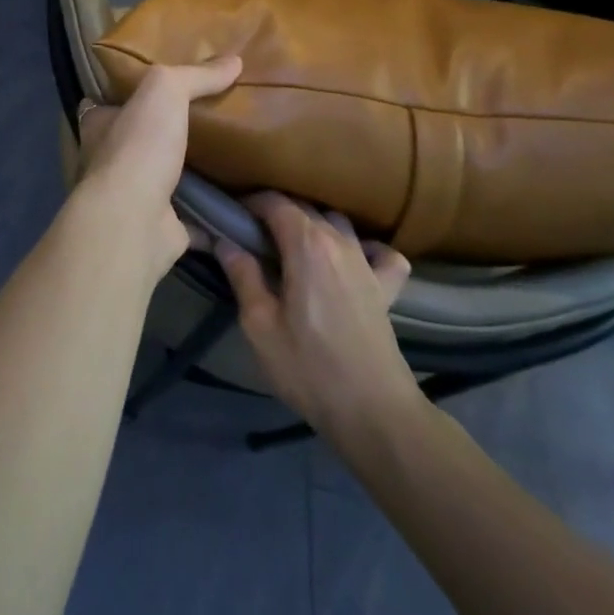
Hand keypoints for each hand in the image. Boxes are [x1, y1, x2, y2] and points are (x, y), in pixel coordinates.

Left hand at [70, 56, 241, 282]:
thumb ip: (195, 75)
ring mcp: (134, 198)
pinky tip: (244, 205)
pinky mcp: (161, 230)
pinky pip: (194, 220)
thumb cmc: (139, 148)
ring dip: (191, 173)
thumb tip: (235, 60)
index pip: (110, 103)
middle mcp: (111, 161)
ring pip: (166, 180)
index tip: (165, 87)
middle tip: (213, 120)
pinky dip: (214, 217)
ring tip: (233, 157)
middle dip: (167, 134)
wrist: (133, 222)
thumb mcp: (165, 91)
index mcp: (101, 125)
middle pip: (140, 141)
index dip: (132, 93)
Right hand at [216, 192, 422, 435]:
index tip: (230, 216)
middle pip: (304, 208)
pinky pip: (381, 253)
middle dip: (275, 213)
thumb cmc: (308, 367)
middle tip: (250, 236)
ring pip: (337, 223)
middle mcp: (340, 242)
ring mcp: (368, 263)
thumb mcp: (259, 324)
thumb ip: (242, 275)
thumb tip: (225, 241)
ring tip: (292, 248)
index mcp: (306, 245)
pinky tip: (353, 260)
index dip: (250, 203)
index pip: (275, 202)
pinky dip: (366, 248)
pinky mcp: (388, 288)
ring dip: (313, 226)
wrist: (374, 412)